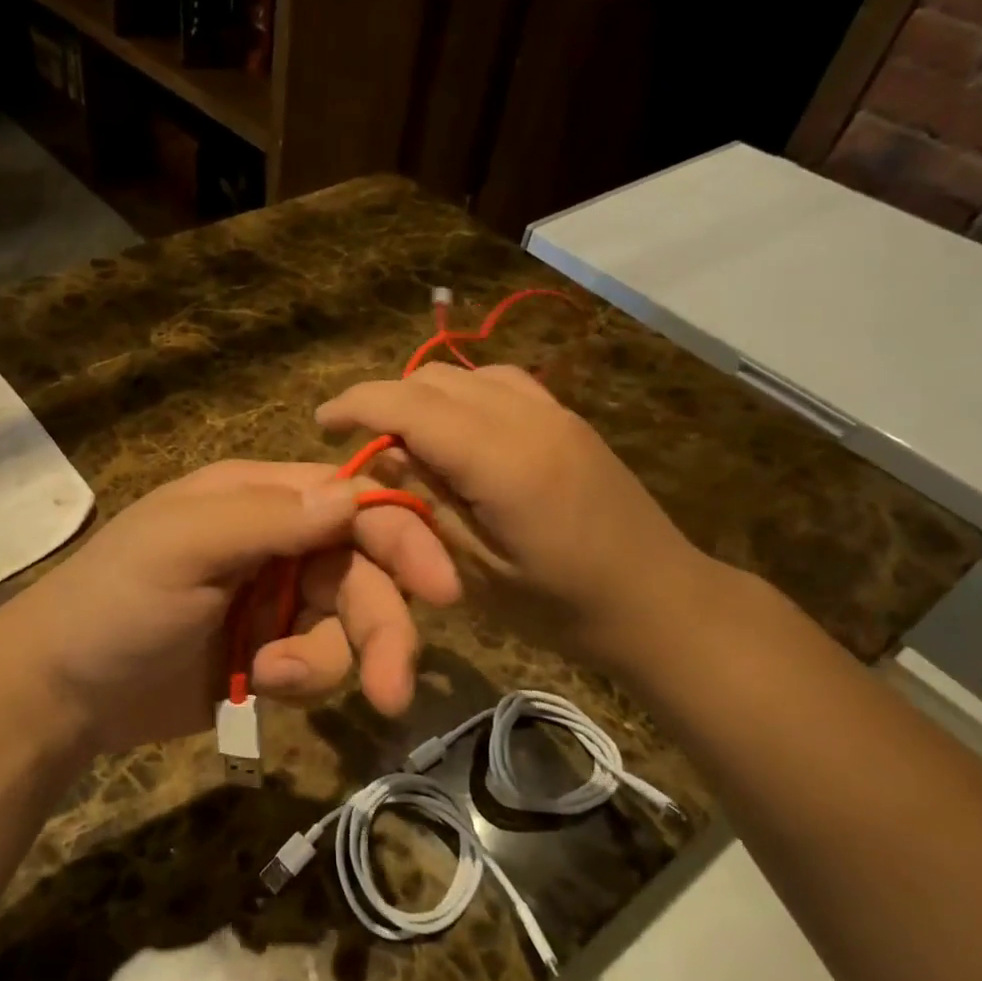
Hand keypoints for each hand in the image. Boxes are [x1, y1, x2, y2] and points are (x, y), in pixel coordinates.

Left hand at [0, 461, 459, 758]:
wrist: (63, 692)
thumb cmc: (114, 603)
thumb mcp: (182, 549)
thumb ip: (268, 519)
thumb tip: (353, 494)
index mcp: (260, 498)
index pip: (352, 503)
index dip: (402, 539)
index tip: (443, 590)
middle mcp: (280, 541)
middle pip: (364, 572)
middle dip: (383, 628)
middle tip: (393, 690)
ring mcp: (277, 598)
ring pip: (348, 625)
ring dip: (327, 660)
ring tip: (272, 679)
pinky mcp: (272, 650)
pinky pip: (320, 663)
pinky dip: (302, 679)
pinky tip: (257, 686)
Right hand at [317, 364, 715, 671]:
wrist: (660, 603)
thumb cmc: (560, 606)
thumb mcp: (476, 570)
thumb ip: (426, 502)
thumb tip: (382, 454)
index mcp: (501, 459)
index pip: (410, 405)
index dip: (357, 406)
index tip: (321, 423)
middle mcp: (527, 418)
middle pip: (433, 380)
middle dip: (384, 400)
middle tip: (358, 441)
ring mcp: (553, 412)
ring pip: (465, 374)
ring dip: (421, 396)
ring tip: (401, 437)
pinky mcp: (567, 419)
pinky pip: (499, 383)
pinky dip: (460, 395)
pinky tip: (455, 431)